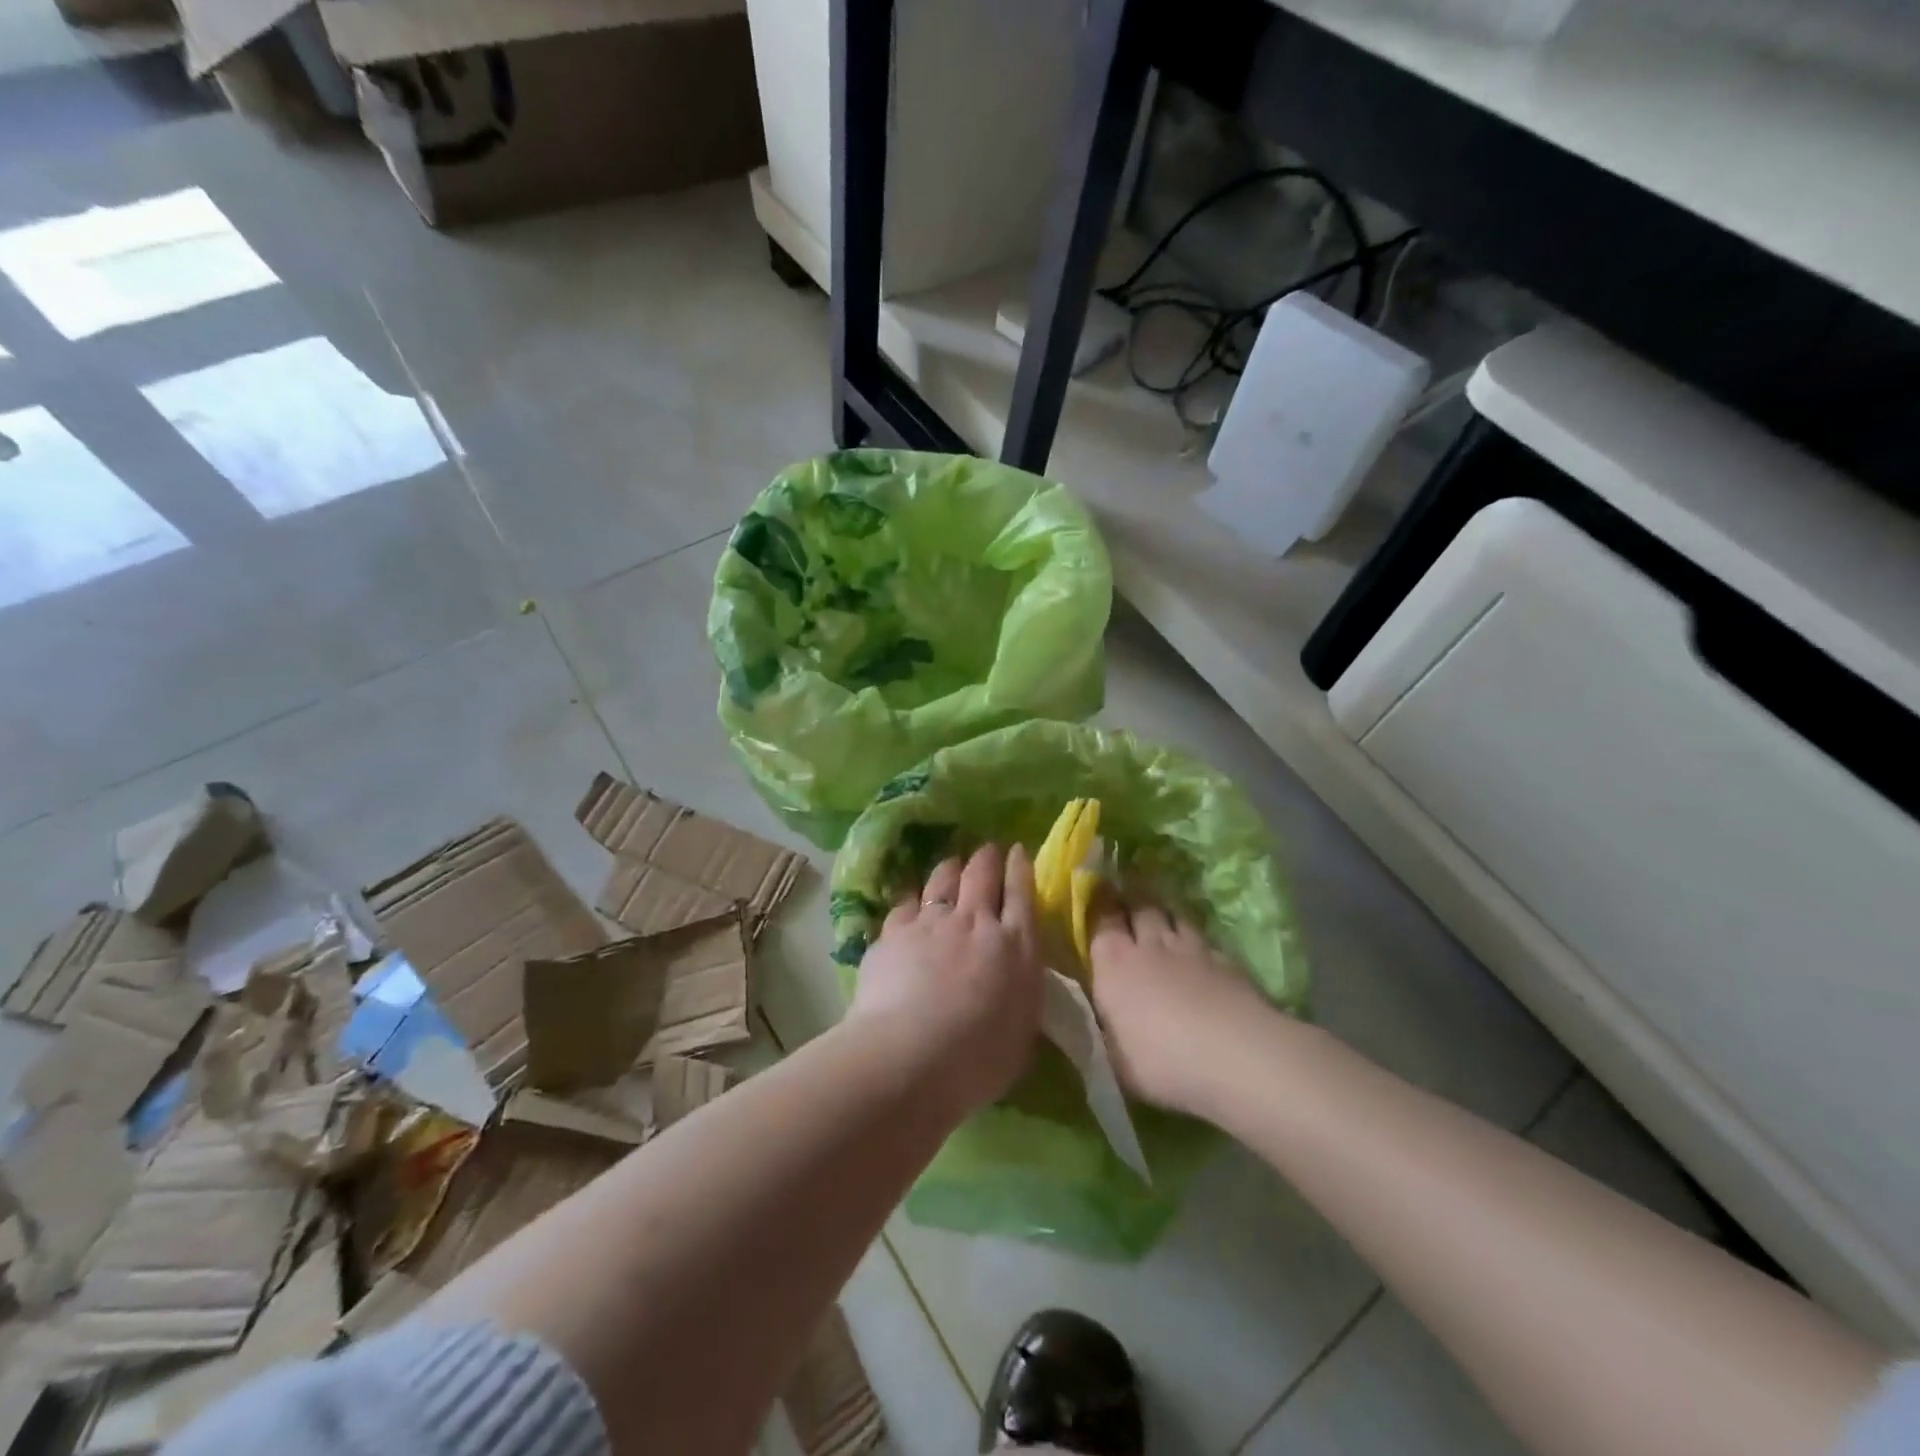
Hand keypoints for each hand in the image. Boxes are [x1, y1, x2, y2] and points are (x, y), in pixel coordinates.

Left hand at [845, 843, 1043, 1114]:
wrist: (911, 1055)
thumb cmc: (978, 1059)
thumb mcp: (1022, 1032)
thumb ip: (1021, 995)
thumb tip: (1018, 981)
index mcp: (1017, 947)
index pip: (1022, 894)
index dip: (1020, 868)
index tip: (1017, 851)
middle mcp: (977, 922)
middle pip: (983, 874)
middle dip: (987, 857)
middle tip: (987, 850)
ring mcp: (933, 921)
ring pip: (944, 878)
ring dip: (951, 867)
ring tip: (952, 865)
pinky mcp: (895, 929)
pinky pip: (907, 902)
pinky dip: (914, 899)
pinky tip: (912, 901)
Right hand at [1087, 895, 1271, 1114]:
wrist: (1236, 1056)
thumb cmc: (1162, 1061)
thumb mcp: (1117, 1058)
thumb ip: (1108, 1029)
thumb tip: (1104, 1020)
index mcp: (1113, 963)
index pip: (1102, 920)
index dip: (1101, 912)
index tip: (1099, 909)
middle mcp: (1149, 945)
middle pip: (1140, 908)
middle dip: (1134, 907)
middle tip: (1130, 913)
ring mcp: (1191, 948)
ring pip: (1174, 917)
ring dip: (1166, 919)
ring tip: (1164, 928)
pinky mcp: (1227, 960)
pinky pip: (1205, 941)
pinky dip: (1198, 945)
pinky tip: (1200, 958)